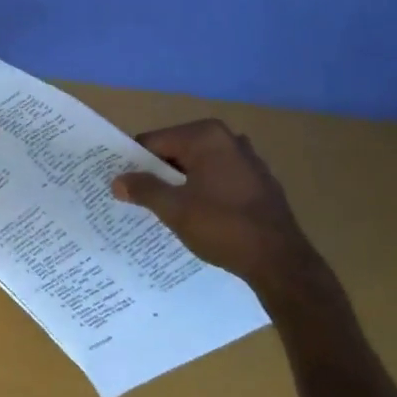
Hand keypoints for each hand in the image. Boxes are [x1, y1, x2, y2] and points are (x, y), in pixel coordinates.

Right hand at [111, 119, 325, 288]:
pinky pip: (218, 179)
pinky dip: (203, 191)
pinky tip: (198, 216)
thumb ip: (144, 189)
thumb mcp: (175, 209)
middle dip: (158, 174)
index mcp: (205, 136)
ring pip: (198, 166)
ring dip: (180, 184)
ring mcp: (247, 159)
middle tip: (138, 201)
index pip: (154, 141)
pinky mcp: (258, 181)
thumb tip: (117, 181)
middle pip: (176, 151)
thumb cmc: (223, 226)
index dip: (134, 163)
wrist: (279, 260)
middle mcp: (228, 138)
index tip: (121, 186)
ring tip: (164, 211)